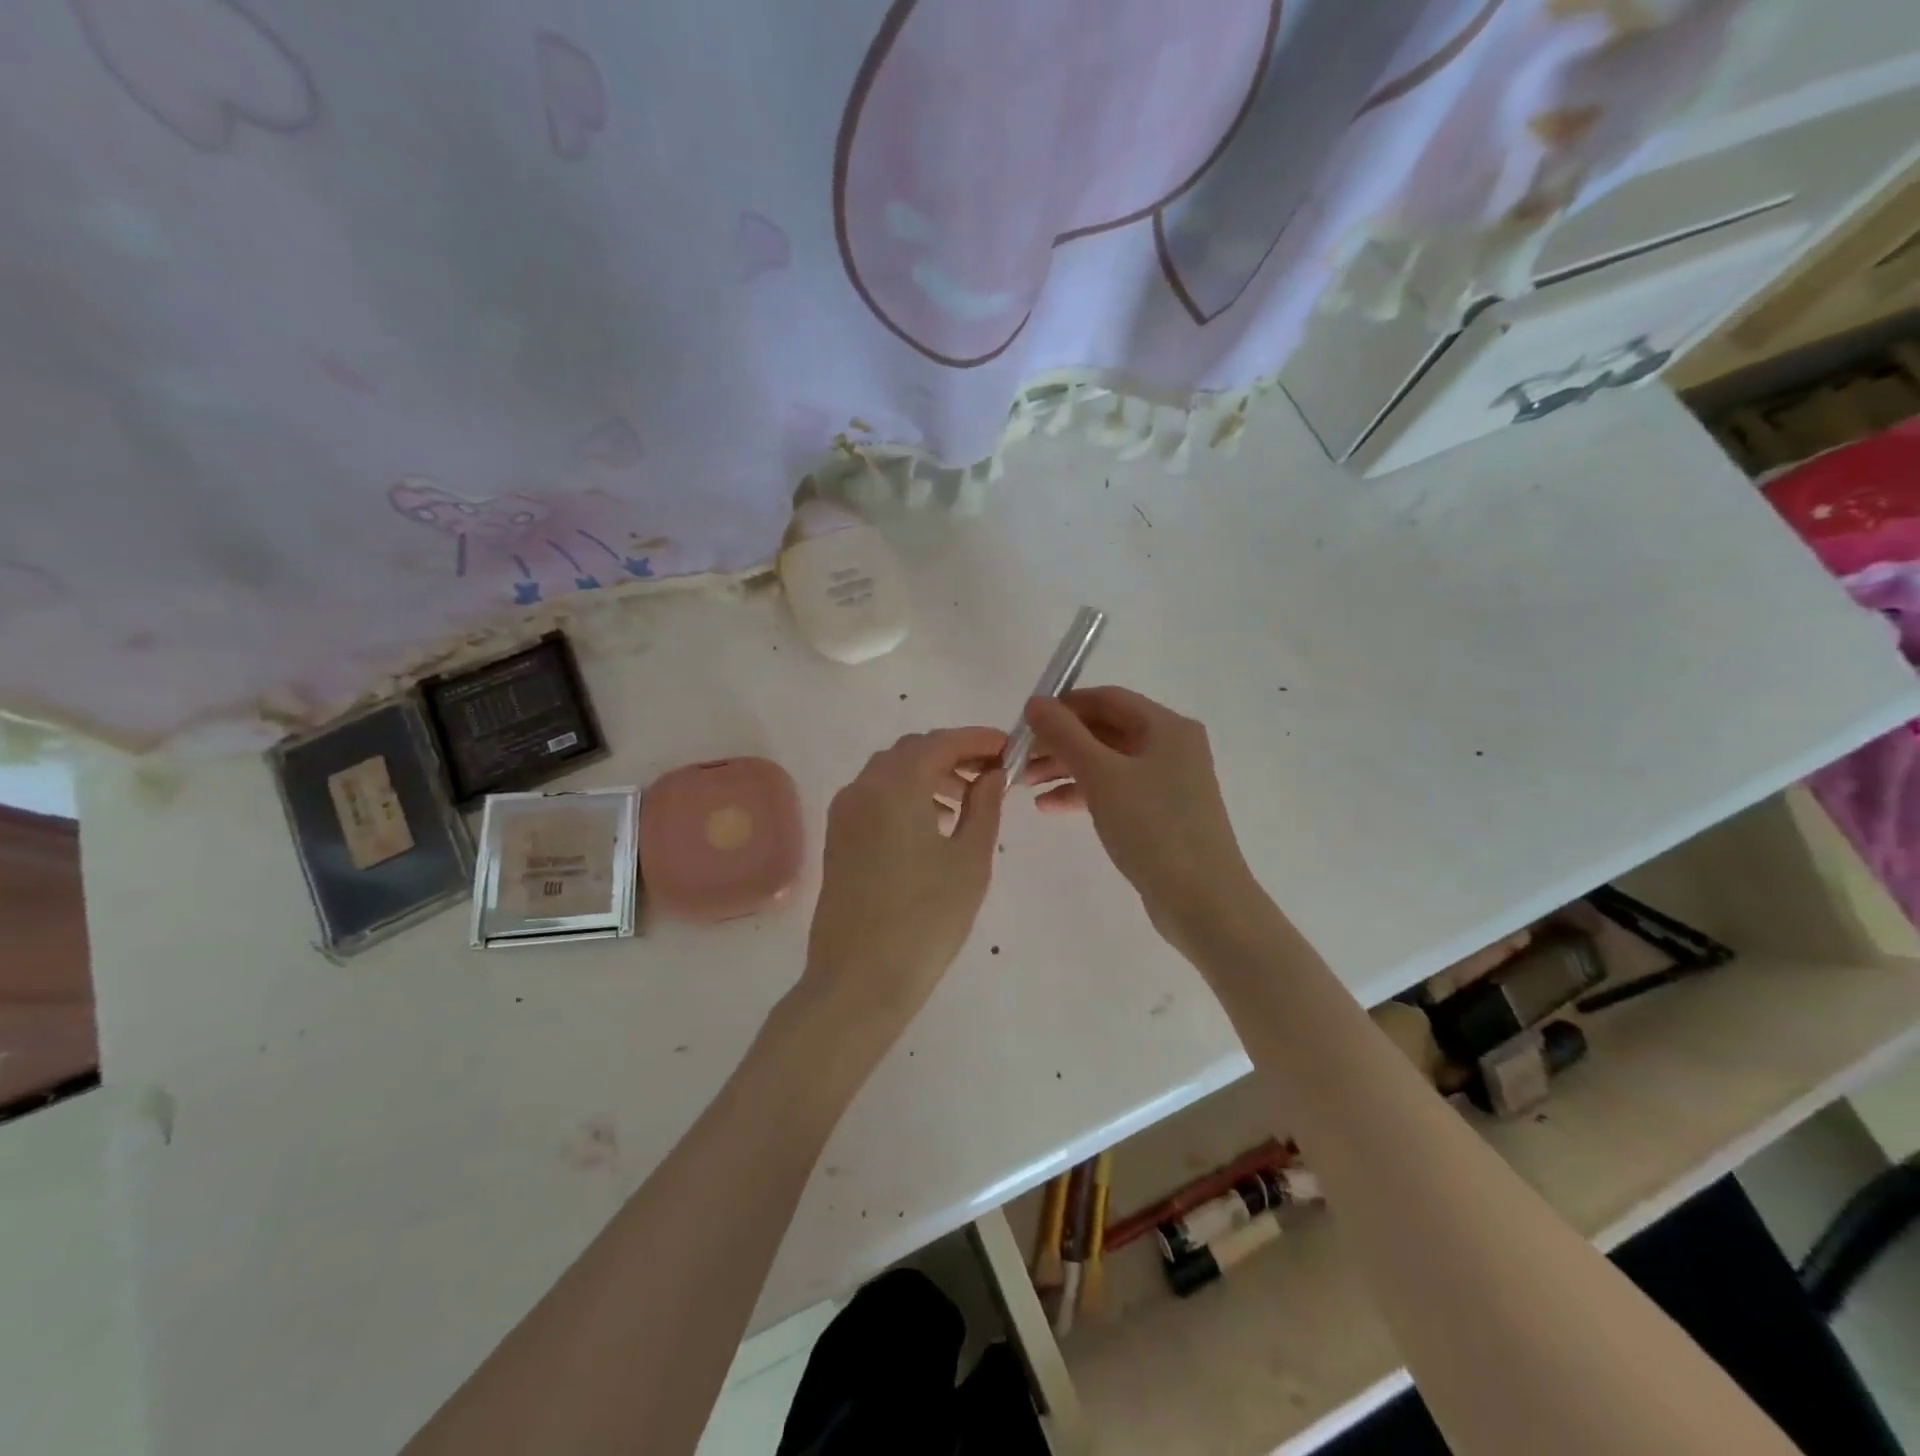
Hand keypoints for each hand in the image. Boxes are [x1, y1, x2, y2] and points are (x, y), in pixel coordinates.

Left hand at [800, 727, 1006, 1037]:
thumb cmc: (925, 919)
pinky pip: (874, 797)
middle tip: (991, 775)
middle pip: (911, 751)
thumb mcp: (969, 861)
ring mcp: (844, 813)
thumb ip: (984, 806)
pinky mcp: (837, 838)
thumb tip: (992, 774)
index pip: (940, 742)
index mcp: (895, 786)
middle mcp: (862, 788)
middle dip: (953, 755)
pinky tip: (932, 826)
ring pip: (890, 773)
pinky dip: (906, 796)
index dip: (977, 740)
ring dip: (929, 775)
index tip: (1008, 749)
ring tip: (965, 803)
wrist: (859, 979)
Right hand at [1024, 687, 1259, 942]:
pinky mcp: (1161, 814)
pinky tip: (1049, 807)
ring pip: (1107, 762)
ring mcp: (1168, 782)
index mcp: (1166, 727)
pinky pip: (1115, 791)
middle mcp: (1171, 747)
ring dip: (1065, 768)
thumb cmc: (1153, 827)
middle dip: (1060, 742)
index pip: (1107, 699)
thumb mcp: (1102, 775)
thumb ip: (1065, 735)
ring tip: (1025, 784)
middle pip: (1105, 730)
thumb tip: (1035, 702)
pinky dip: (1083, 793)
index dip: (1064, 705)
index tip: (1025, 722)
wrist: (1202, 900)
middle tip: (1019, 758)